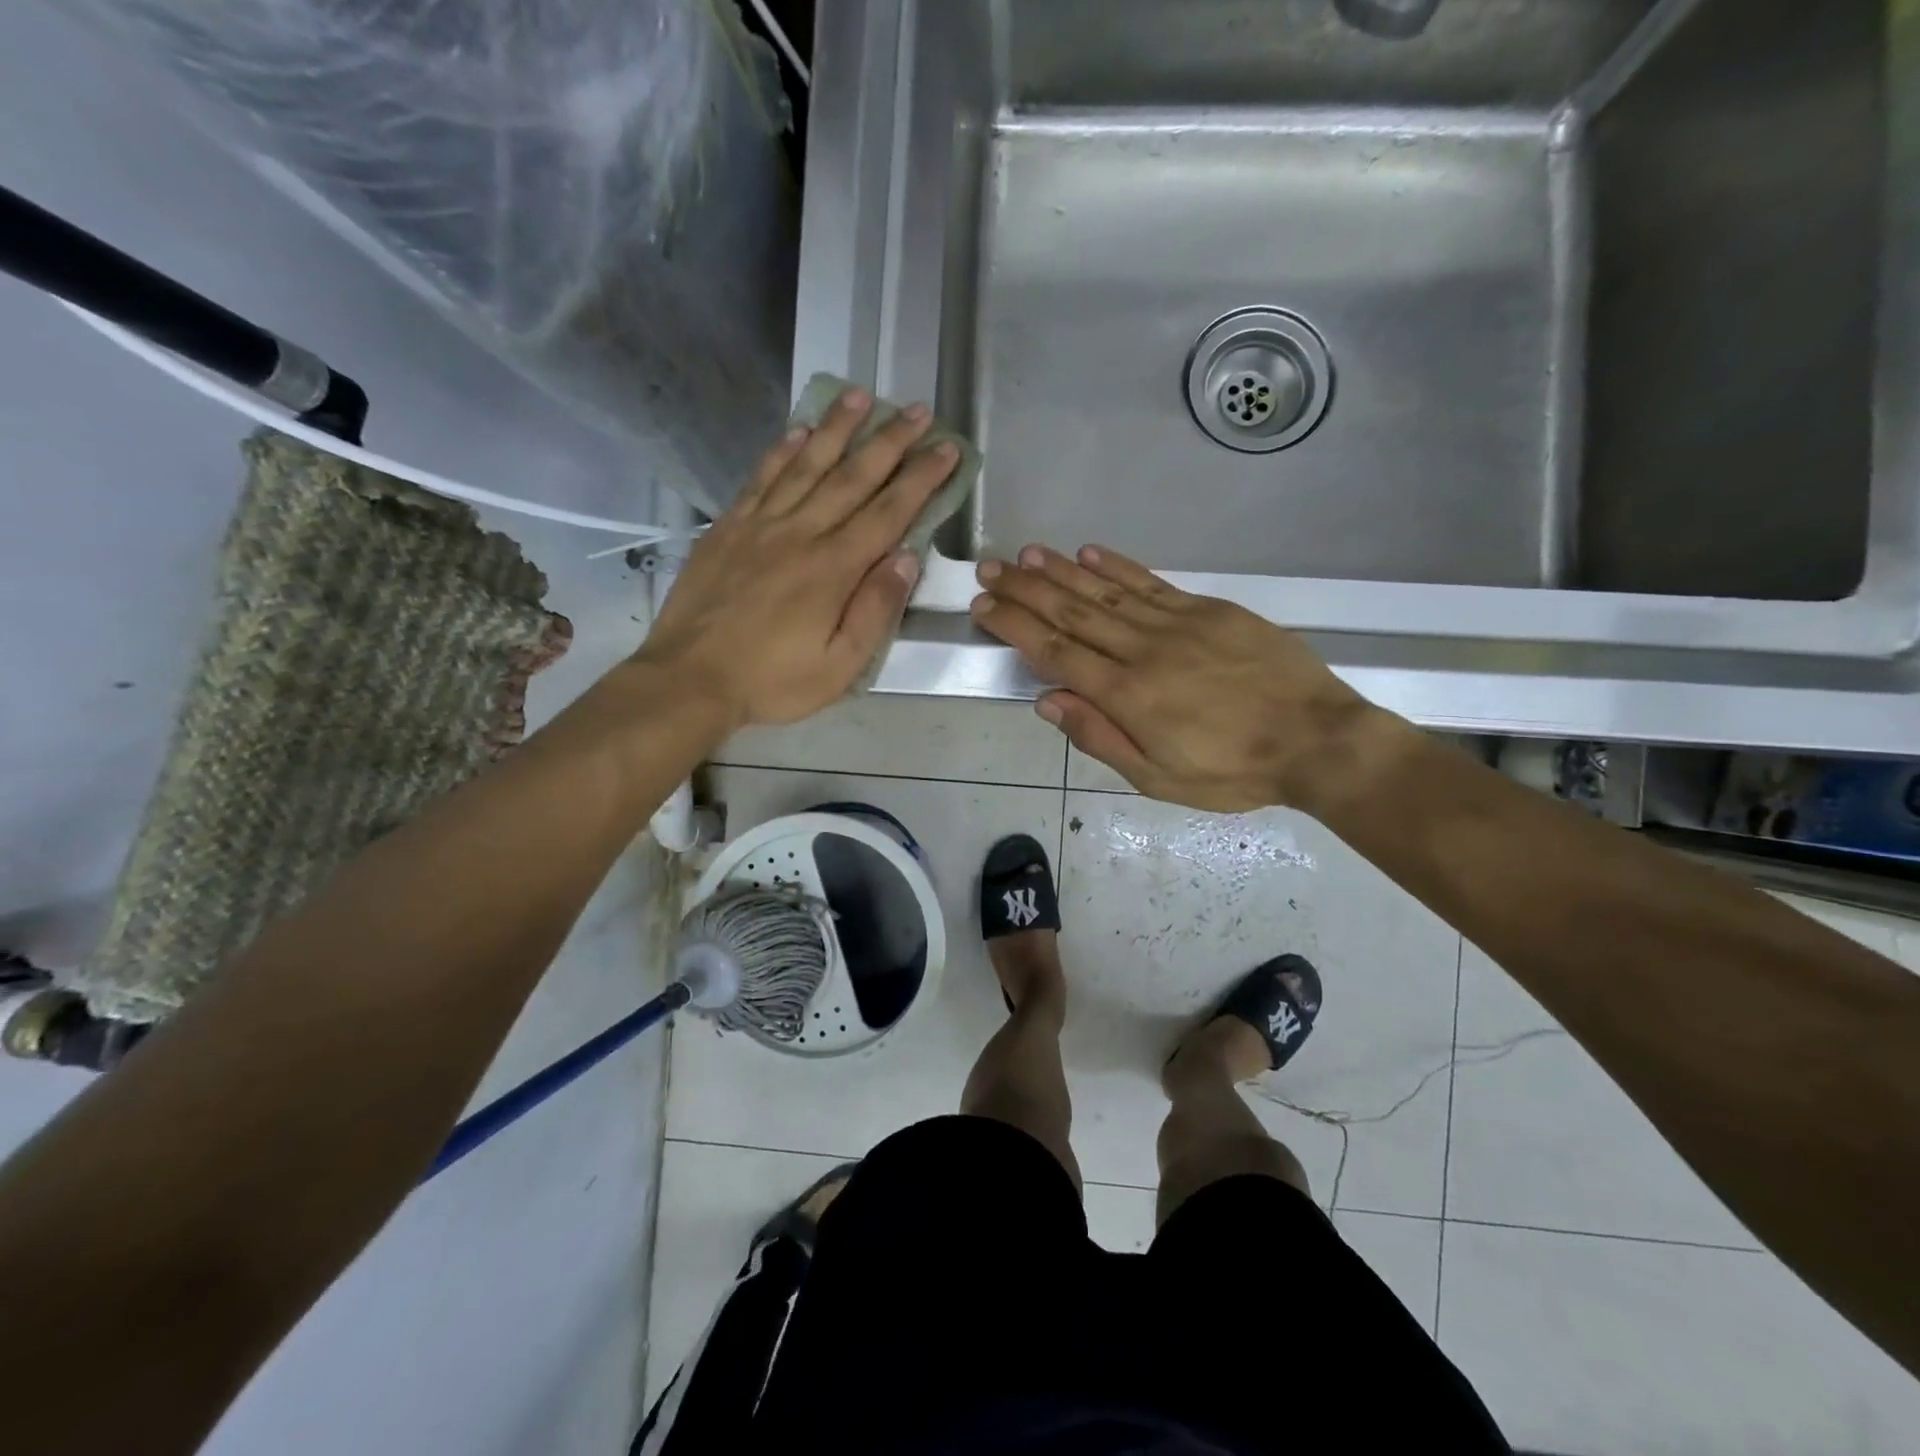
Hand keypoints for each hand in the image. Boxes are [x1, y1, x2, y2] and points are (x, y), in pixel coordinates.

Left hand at [637, 387, 959, 730]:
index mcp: (834, 568)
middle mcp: (801, 533)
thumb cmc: (772, 680)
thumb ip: (875, 610)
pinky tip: (799, 430)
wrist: (690, 678)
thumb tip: (907, 558)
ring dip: (837, 429)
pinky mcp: (728, 527)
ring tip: (861, 396)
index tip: (946, 447)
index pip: (889, 512)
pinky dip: (782, 451)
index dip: (921, 478)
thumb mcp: (840, 665)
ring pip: (807, 465)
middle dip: (890, 441)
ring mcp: (761, 525)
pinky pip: (761, 478)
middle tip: (916, 410)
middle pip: (853, 477)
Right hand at [971, 544, 1393, 811]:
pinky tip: (1091, 552)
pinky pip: (1153, 582)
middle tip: (991, 567)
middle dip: (1026, 589)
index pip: (1056, 651)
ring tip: (1027, 554)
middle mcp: (1144, 649)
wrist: (1317, 739)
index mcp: (1128, 694)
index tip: (984, 604)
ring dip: (1063, 571)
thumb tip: (1048, 701)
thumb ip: (1100, 737)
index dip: (1016, 626)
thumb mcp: (1158, 778)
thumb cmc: (1232, 771)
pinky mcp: (1209, 610)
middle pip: (1073, 612)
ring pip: (1107, 591)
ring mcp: (1178, 623)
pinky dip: (1120, 566)